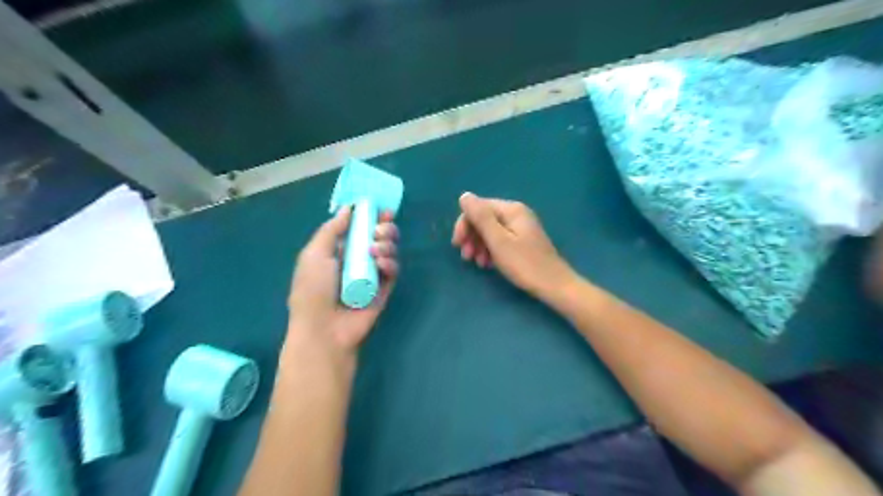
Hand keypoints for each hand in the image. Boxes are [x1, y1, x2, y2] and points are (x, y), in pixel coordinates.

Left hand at [291, 205, 401, 355]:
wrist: (324, 328)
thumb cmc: (313, 290)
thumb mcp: (314, 254)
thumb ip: (331, 230)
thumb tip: (348, 208)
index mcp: (338, 251)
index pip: (358, 228)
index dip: (369, 216)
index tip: (379, 207)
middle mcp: (357, 260)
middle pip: (378, 237)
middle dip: (383, 228)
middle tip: (380, 227)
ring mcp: (371, 275)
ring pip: (388, 251)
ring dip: (386, 243)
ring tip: (376, 248)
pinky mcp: (384, 289)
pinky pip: (392, 270)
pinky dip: (390, 263)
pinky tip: (381, 263)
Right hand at [456, 193, 573, 295]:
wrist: (554, 285)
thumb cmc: (524, 264)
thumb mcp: (498, 241)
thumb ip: (481, 217)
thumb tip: (464, 195)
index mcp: (511, 210)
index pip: (479, 207)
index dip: (464, 224)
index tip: (457, 245)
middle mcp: (516, 213)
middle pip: (484, 218)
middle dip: (471, 236)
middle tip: (466, 257)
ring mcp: (521, 227)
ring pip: (491, 230)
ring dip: (479, 245)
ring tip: (477, 263)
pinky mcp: (523, 241)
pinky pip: (500, 239)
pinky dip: (490, 250)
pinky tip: (488, 264)